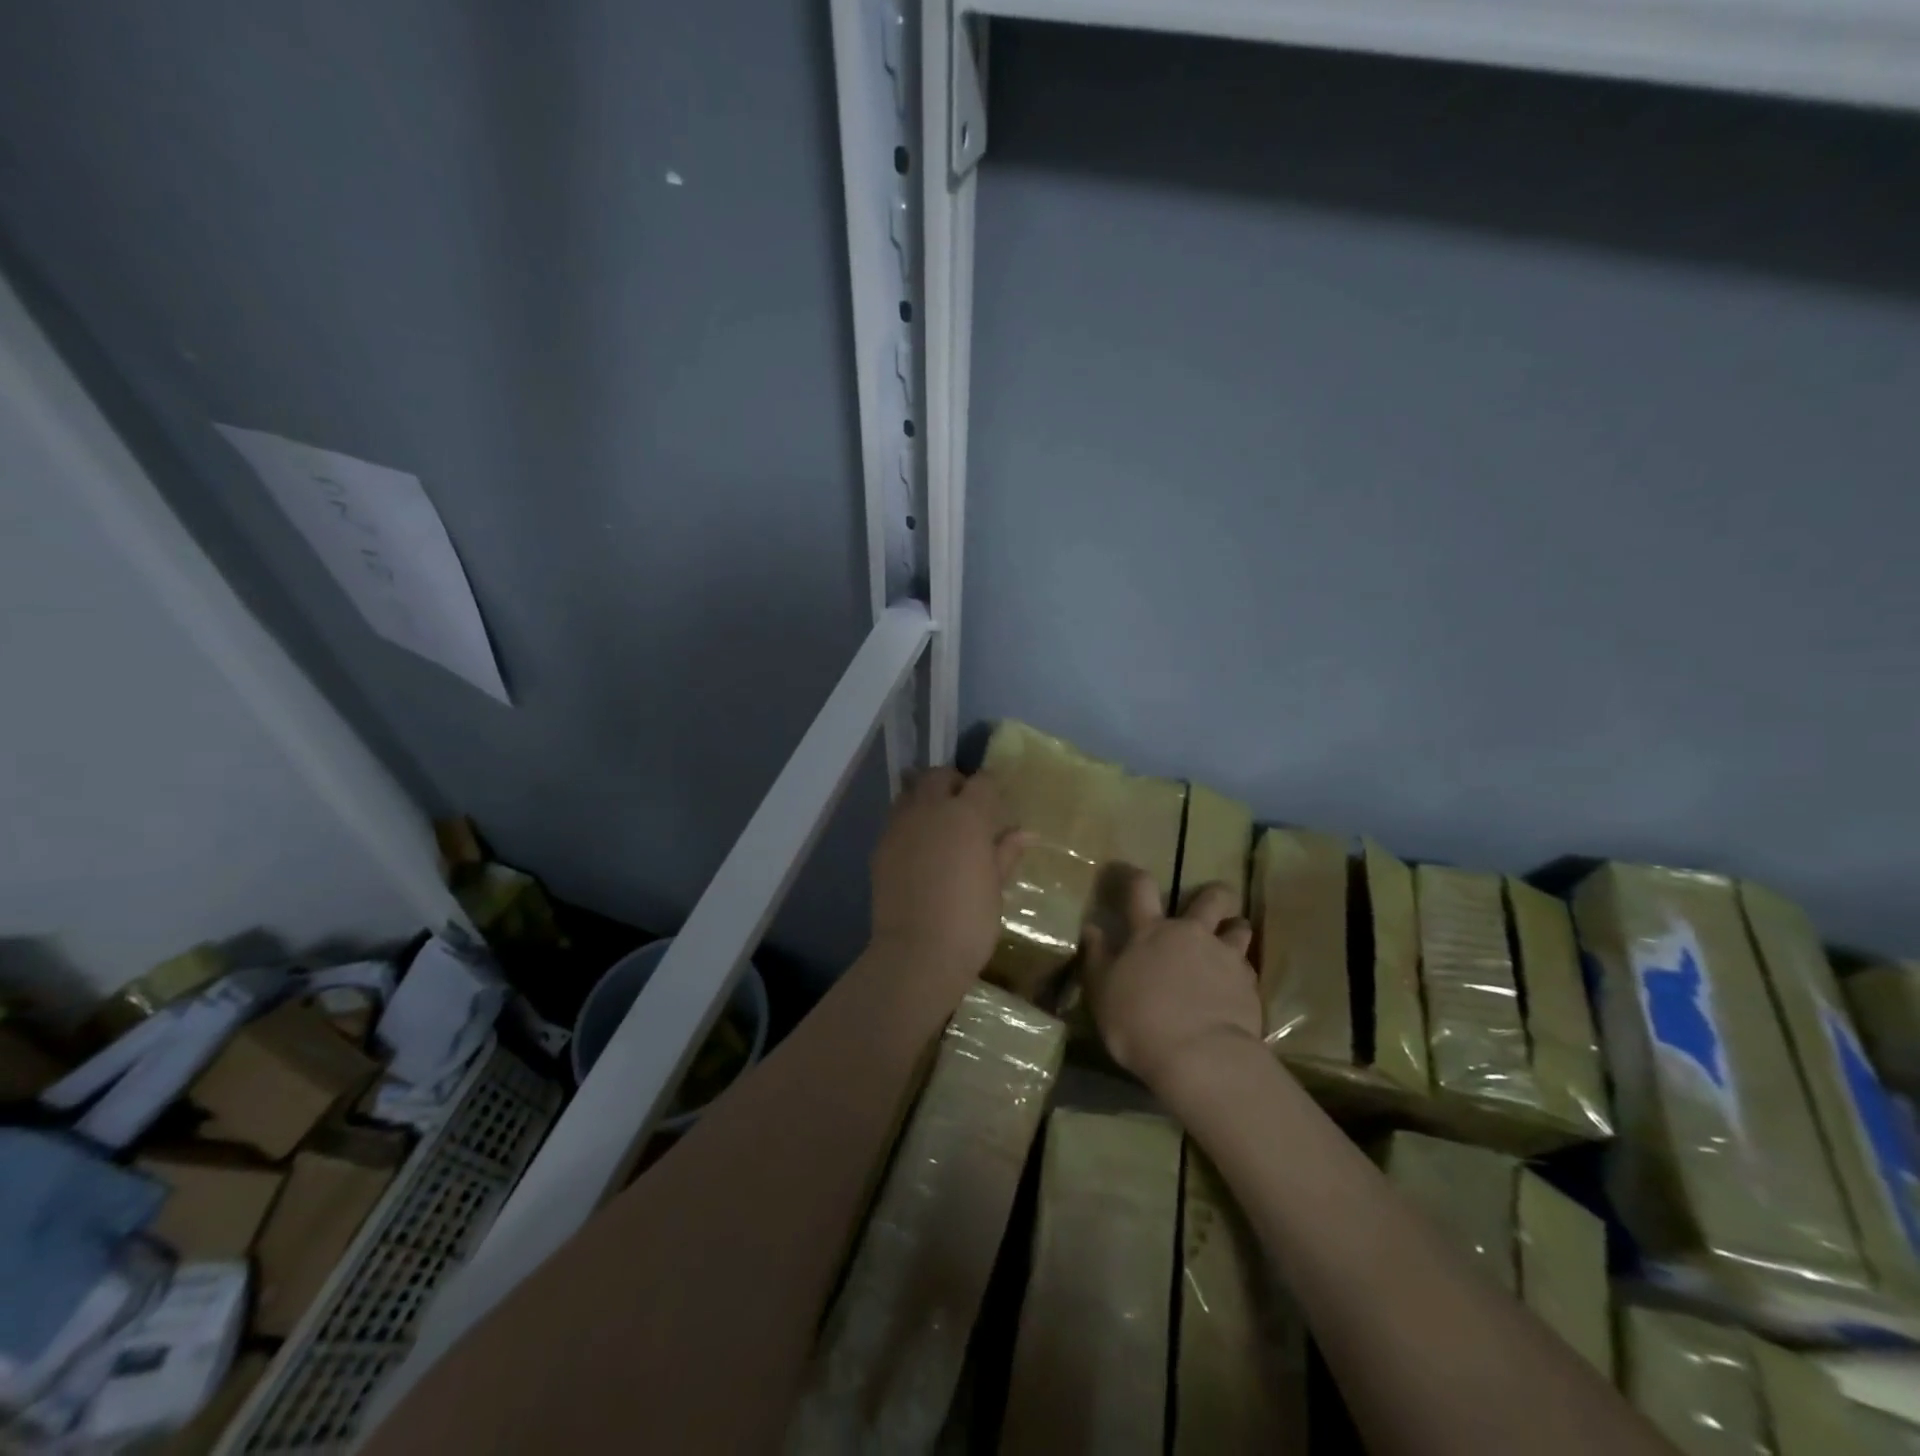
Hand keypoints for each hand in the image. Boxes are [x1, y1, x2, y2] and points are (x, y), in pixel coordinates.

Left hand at [870, 768, 1024, 982]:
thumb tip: (1025, 833)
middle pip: (939, 776)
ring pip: (911, 791)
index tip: (996, 804)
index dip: (991, 788)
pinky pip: (896, 820)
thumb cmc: (970, 920)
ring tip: (938, 823)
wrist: (917, 952)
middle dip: (953, 783)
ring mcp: (901, 826)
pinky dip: (909, 822)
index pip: (982, 782)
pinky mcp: (881, 846)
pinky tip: (918, 848)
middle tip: (965, 807)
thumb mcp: (995, 886)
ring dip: (926, 797)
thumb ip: (1006, 853)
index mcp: (967, 815)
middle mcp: (931, 809)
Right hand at [1082, 868, 1261, 1089]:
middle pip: (1212, 898)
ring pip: (1239, 928)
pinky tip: (1235, 987)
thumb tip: (1092, 928)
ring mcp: (1224, 956)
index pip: (1142, 887)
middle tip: (1211, 905)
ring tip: (1231, 941)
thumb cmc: (1138, 1021)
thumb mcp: (1101, 991)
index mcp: (1150, 931)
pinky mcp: (1249, 984)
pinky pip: (1248, 967)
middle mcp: (1190, 934)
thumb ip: (1097, 956)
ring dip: (1235, 929)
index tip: (1133, 875)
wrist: (1198, 1056)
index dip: (1136, 875)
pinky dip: (1241, 971)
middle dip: (1214, 895)